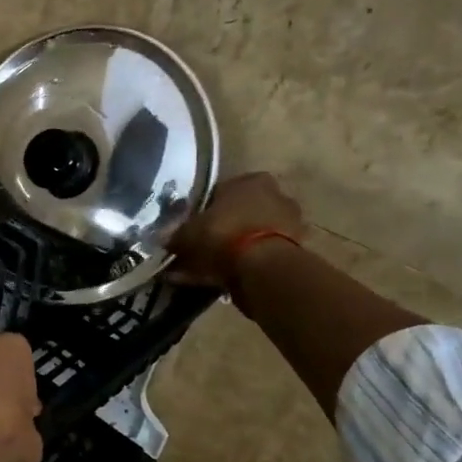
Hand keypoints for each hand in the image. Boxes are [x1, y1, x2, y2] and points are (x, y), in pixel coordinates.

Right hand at [166, 172, 304, 289]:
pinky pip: (262, 256)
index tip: (192, 227)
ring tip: (213, 269)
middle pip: (242, 212)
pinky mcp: (298, 250)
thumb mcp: (187, 233)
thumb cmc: (222, 235)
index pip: (222, 190)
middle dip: (223, 229)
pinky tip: (227, 280)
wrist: (263, 268)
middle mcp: (277, 195)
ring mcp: (292, 224)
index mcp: (251, 181)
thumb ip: (176, 235)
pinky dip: (247, 266)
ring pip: (253, 235)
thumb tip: (162, 239)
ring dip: (236, 249)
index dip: (204, 210)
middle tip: (202, 248)